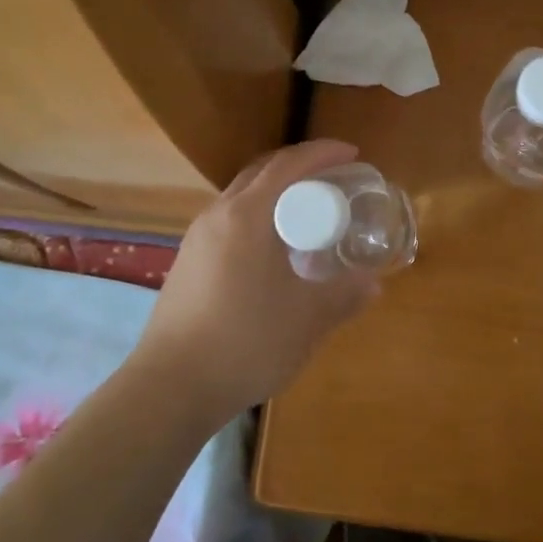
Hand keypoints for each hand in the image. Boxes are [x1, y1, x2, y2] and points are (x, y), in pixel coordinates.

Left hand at [138, 140, 380, 427]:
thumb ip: (344, 295)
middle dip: (300, 167)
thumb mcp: (307, 319)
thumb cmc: (244, 342)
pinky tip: (273, 250)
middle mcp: (218, 215)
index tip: (352, 154)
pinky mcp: (187, 262)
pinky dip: (259, 216)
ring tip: (307, 213)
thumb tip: (374, 283)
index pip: (288, 164)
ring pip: (242, 197)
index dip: (323, 152)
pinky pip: (230, 220)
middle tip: (334, 180)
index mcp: (247, 216)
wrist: (168, 389)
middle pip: (262, 172)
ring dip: (276, 192)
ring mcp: (197, 239)